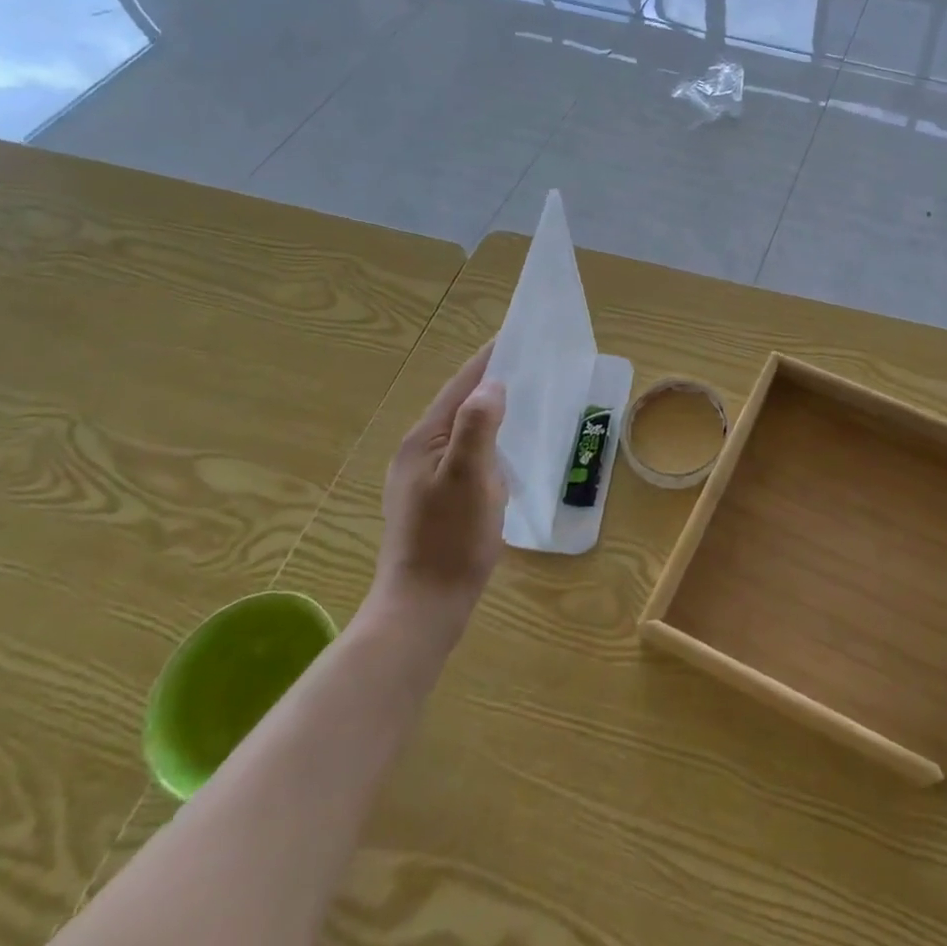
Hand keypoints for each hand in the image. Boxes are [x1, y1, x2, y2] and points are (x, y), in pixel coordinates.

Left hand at [372, 340, 507, 625]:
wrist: (423, 608)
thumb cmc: (450, 538)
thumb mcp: (469, 476)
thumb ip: (479, 425)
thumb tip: (492, 385)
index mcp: (424, 440)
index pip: (460, 386)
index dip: (487, 360)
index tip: (514, 336)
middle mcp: (418, 453)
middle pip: (458, 406)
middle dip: (489, 383)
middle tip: (528, 367)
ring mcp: (422, 480)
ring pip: (462, 432)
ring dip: (489, 414)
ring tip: (522, 402)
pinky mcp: (433, 502)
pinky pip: (464, 456)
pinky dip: (487, 443)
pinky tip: (505, 454)